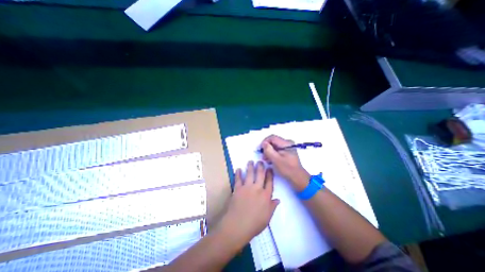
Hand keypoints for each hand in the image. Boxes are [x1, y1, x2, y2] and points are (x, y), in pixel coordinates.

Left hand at [219, 162, 279, 245]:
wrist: (238, 225)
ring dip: (250, 166)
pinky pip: (238, 179)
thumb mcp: (267, 217)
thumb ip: (272, 207)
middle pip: (260, 175)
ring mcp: (246, 187)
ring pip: (249, 174)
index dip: (270, 174)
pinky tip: (238, 169)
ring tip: (251, 161)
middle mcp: (257, 188)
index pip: (269, 182)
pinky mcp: (237, 189)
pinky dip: (238, 173)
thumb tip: (278, 199)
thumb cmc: (255, 224)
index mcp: (265, 195)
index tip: (270, 168)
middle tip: (260, 161)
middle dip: (261, 167)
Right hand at [262, 134, 310, 189]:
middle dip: (267, 148)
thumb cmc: (287, 168)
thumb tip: (264, 143)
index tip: (260, 150)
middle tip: (263, 156)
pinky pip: (277, 149)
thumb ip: (268, 150)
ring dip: (269, 151)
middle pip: (273, 141)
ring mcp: (288, 147)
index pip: (272, 137)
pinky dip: (273, 153)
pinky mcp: (287, 151)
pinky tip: (271, 160)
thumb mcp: (276, 159)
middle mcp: (287, 143)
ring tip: (266, 159)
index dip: (265, 142)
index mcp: (286, 143)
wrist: (297, 177)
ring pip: (274, 146)